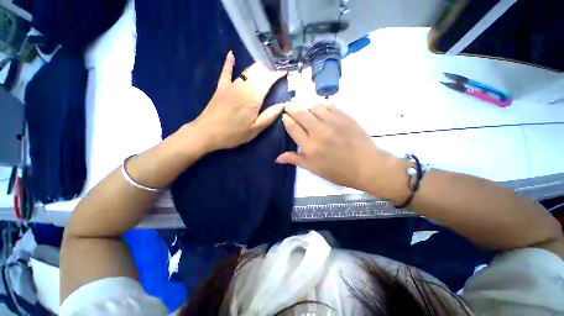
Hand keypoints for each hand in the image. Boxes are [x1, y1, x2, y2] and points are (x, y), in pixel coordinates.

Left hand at [193, 51, 285, 151]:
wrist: (207, 133)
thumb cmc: (233, 134)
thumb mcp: (255, 130)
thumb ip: (269, 116)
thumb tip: (282, 105)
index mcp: (253, 98)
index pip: (268, 80)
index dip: (278, 74)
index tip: (286, 72)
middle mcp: (243, 87)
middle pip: (259, 71)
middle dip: (270, 69)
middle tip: (278, 71)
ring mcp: (231, 85)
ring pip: (247, 70)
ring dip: (258, 67)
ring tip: (266, 66)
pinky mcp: (221, 87)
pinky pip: (226, 71)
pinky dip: (229, 62)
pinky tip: (231, 54)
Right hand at [276, 103, 407, 198]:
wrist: (367, 166)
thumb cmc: (338, 171)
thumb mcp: (314, 169)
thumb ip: (295, 160)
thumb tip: (277, 158)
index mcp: (310, 147)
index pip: (292, 127)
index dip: (286, 120)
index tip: (284, 116)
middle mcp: (319, 131)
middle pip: (300, 113)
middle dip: (291, 108)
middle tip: (288, 106)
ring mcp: (332, 122)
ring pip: (313, 106)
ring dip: (305, 105)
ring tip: (304, 108)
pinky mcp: (344, 116)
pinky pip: (328, 105)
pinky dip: (321, 105)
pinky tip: (319, 108)